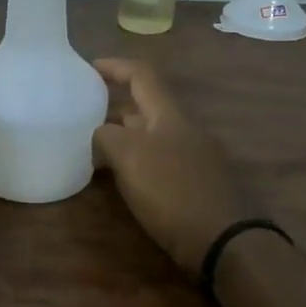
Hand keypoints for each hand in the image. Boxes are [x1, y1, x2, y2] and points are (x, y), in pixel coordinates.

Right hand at [91, 58, 248, 272]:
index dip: (115, 66)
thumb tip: (100, 133)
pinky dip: (135, 161)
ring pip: (150, 135)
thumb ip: (107, 136)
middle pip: (145, 106)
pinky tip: (119, 177)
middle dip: (113, 105)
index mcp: (169, 115)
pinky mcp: (193, 183)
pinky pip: (158, 160)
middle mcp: (183, 129)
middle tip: (82, 114)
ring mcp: (192, 157)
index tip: (88, 67)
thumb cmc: (173, 191)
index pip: (142, 75)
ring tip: (91, 146)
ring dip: (122, 136)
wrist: (223, 240)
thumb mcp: (130, 157)